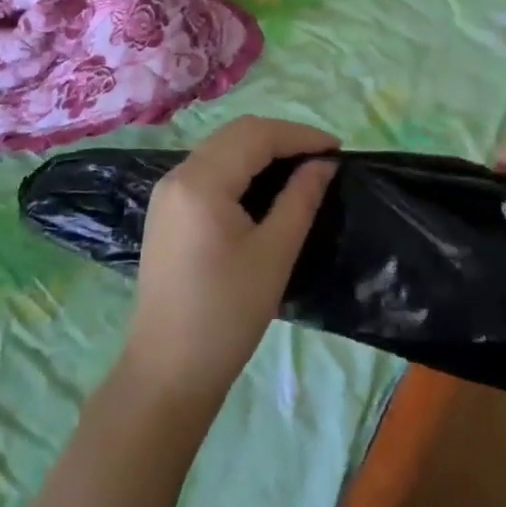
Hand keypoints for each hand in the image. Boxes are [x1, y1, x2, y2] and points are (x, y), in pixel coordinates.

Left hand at [122, 117, 337, 409]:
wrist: (167, 372)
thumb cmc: (226, 315)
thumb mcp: (274, 254)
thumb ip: (300, 199)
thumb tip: (324, 164)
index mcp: (201, 181)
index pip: (256, 135)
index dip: (300, 136)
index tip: (338, 149)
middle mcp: (178, 174)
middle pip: (236, 134)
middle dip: (282, 137)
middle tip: (322, 157)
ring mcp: (167, 192)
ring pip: (221, 148)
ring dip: (261, 149)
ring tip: (300, 167)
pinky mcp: (167, 210)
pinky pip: (209, 169)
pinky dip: (241, 166)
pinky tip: (265, 186)